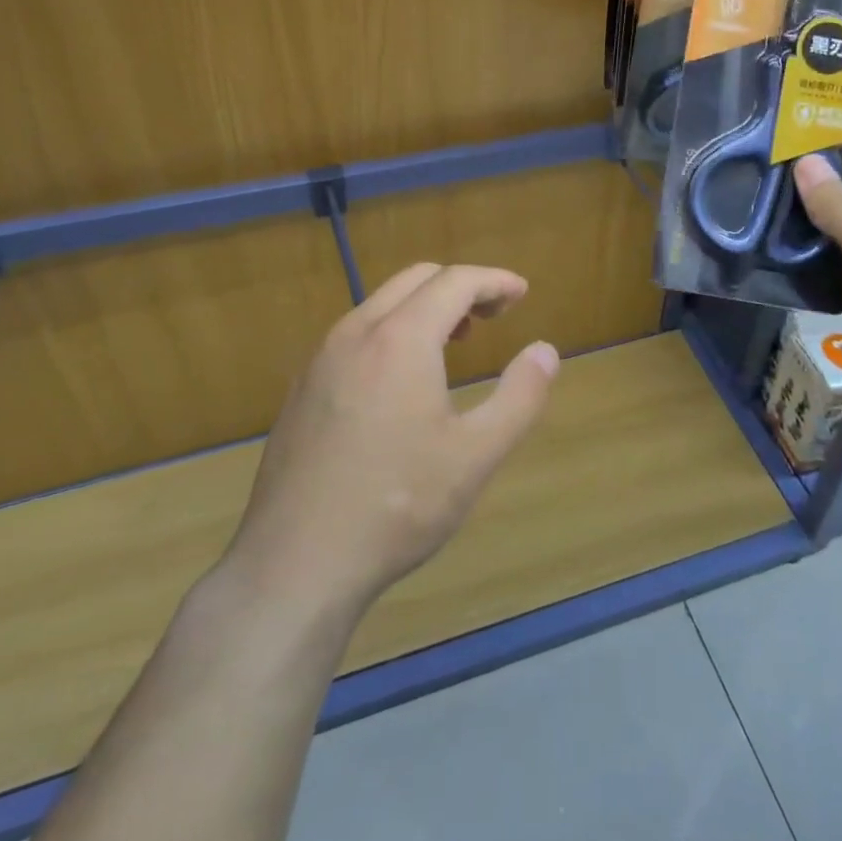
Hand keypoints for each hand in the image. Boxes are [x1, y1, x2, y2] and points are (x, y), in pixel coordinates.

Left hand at [225, 264, 558, 614]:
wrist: (296, 561)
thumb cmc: (397, 506)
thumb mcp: (475, 456)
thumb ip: (519, 396)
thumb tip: (546, 351)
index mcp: (400, 339)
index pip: (454, 281)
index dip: (494, 280)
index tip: (521, 293)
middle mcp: (356, 332)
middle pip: (416, 279)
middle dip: (460, 286)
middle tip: (493, 316)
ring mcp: (321, 357)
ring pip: (381, 303)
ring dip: (424, 307)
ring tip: (454, 342)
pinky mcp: (302, 385)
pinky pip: (355, 333)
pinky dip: (391, 330)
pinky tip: (401, 379)